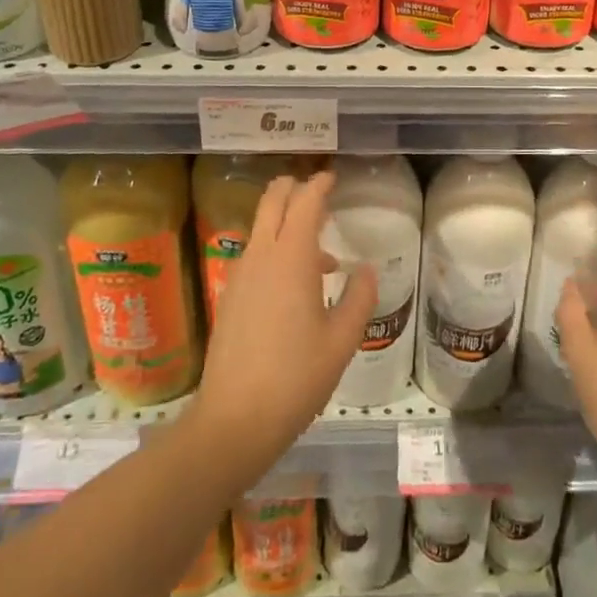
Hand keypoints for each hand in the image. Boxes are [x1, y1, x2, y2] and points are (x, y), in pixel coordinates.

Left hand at [187, 170, 376, 484]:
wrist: (234, 420)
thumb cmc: (296, 378)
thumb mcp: (341, 340)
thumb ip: (359, 298)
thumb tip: (366, 270)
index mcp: (291, 259)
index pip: (304, 203)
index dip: (319, 185)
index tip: (332, 177)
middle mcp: (261, 257)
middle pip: (272, 202)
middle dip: (292, 188)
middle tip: (316, 190)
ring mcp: (240, 275)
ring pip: (261, 228)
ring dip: (286, 223)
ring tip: (321, 252)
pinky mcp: (231, 296)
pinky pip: (255, 255)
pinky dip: (276, 249)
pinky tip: (297, 285)